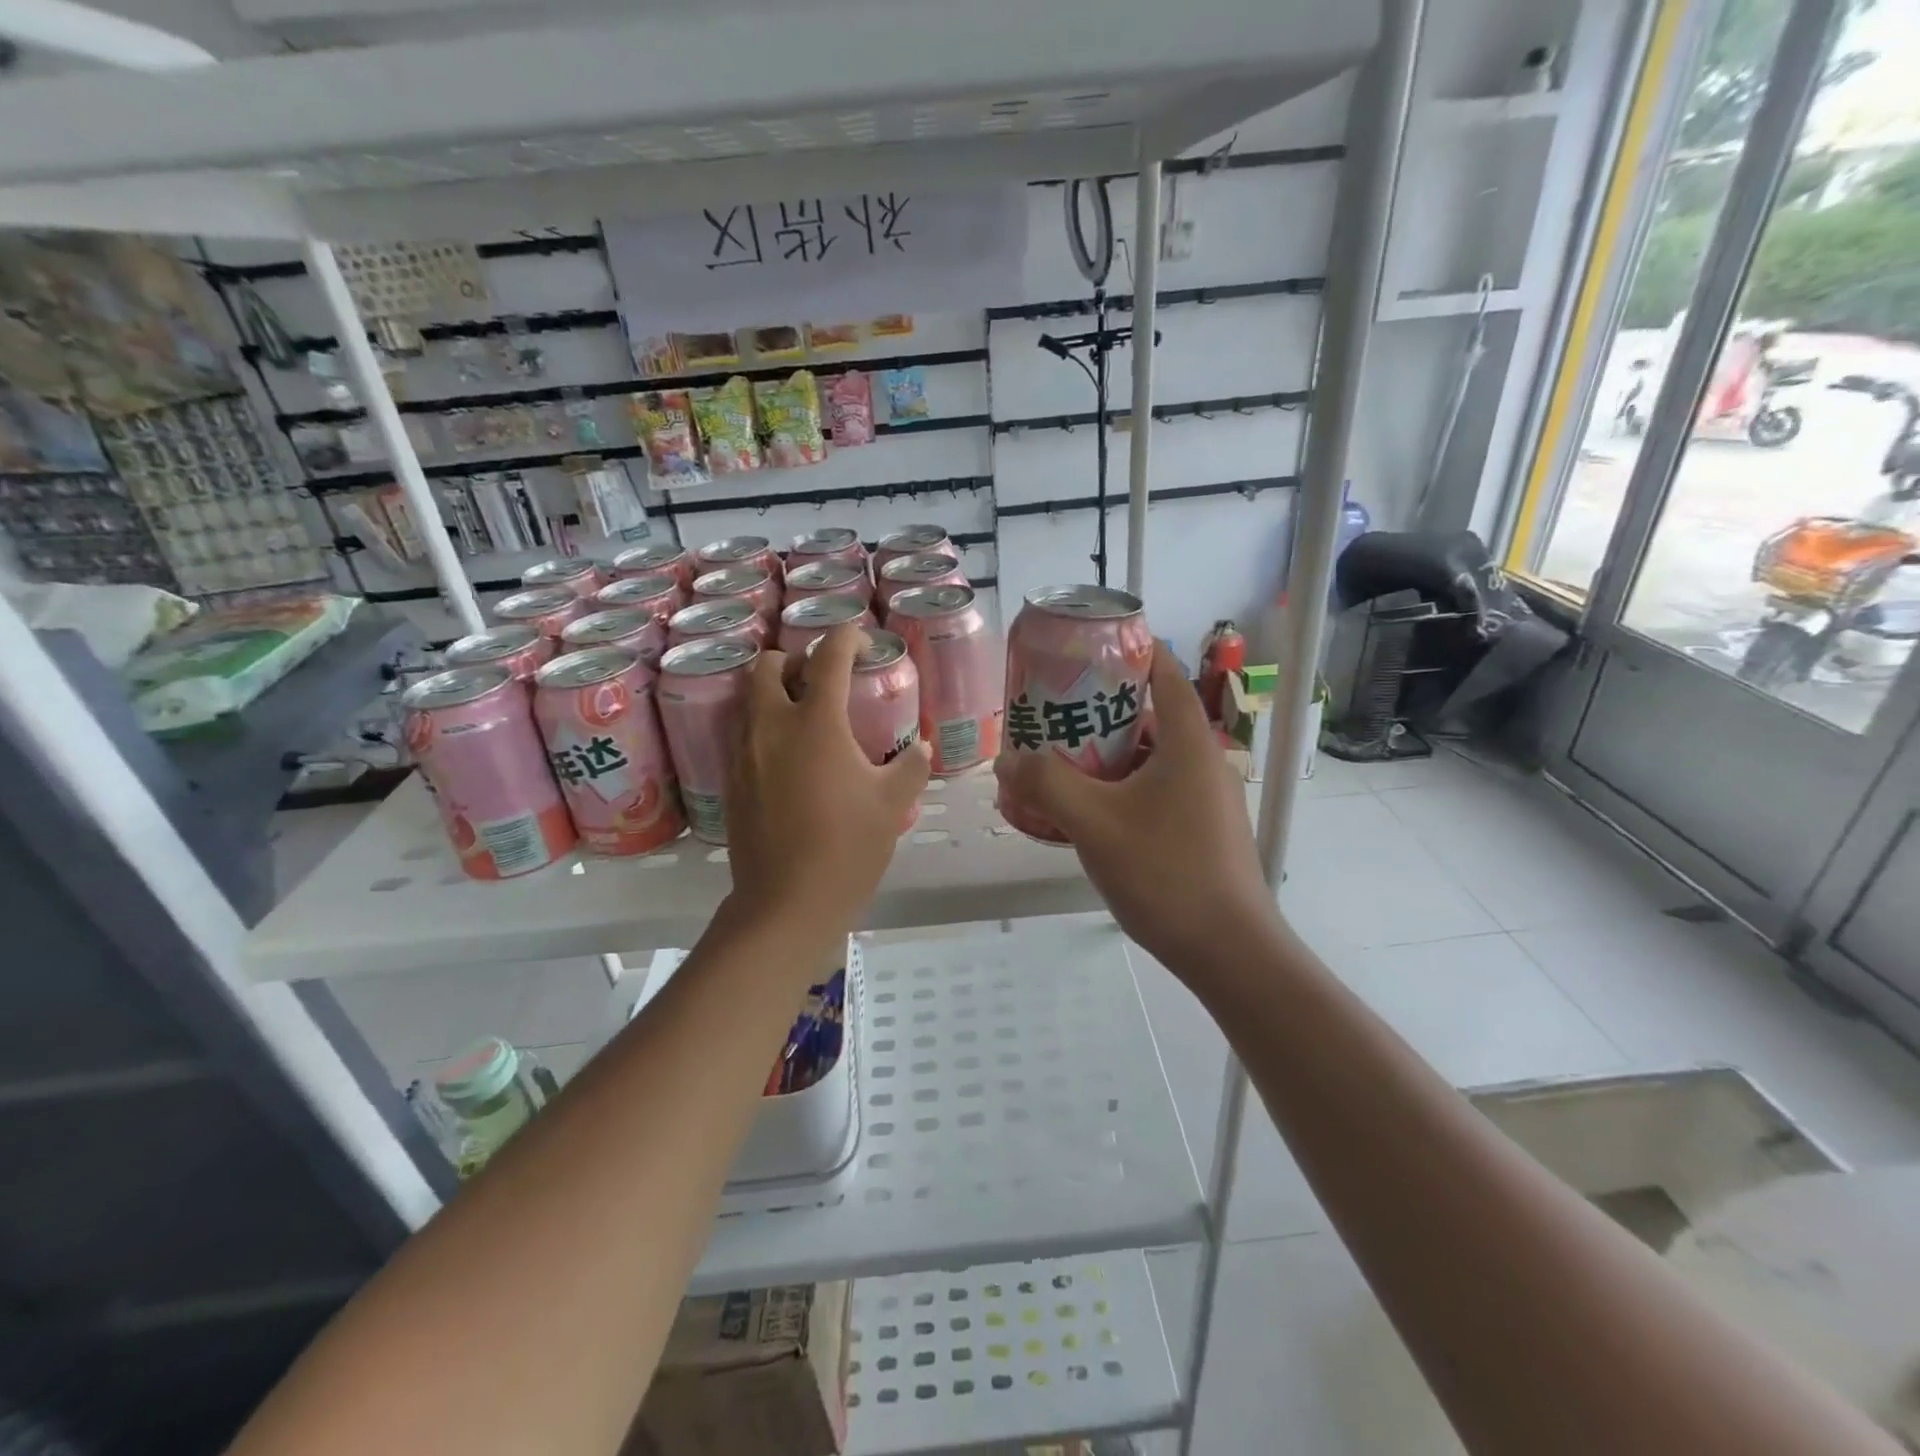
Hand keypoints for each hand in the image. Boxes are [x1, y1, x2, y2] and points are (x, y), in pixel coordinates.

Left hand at [725, 625, 930, 949]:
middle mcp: (771, 726)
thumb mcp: (893, 804)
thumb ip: (912, 766)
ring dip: (774, 692)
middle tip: (823, 679)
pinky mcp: (730, 780)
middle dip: (795, 659)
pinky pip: (743, 734)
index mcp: (815, 722)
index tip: (863, 643)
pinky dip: (764, 727)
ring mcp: (743, 753)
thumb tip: (920, 748)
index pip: (828, 657)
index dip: (847, 638)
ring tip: (804, 715)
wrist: (787, 902)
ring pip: (749, 699)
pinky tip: (789, 758)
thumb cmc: (848, 847)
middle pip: (768, 665)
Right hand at [993, 645, 1280, 975]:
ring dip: (1108, 755)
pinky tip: (1089, 811)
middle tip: (1053, 712)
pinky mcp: (1204, 829)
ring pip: (1151, 758)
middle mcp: (1204, 760)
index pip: (1163, 671)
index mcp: (1188, 741)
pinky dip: (1123, 788)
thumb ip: (1046, 784)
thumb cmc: (1165, 872)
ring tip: (1060, 761)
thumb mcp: (1094, 823)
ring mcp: (1208, 798)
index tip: (1083, 648)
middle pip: (1150, 715)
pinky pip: (1157, 790)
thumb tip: (1006, 759)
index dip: (1126, 651)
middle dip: (1101, 710)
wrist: (1228, 951)